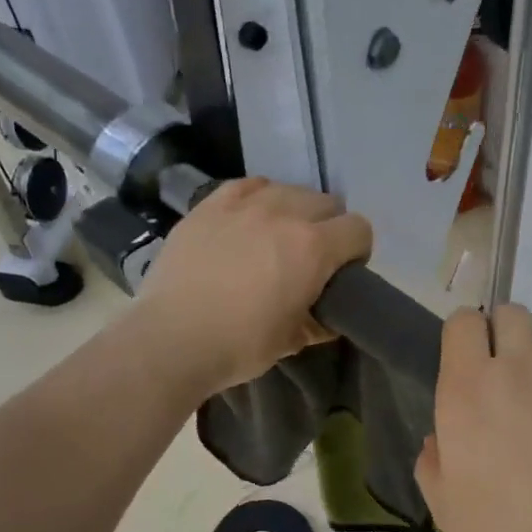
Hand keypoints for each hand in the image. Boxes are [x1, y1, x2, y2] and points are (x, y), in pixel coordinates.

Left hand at [133, 178, 371, 398]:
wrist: (172, 339)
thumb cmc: (240, 345)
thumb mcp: (292, 340)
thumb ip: (319, 321)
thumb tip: (328, 317)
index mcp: (314, 247)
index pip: (359, 229)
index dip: (357, 250)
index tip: (344, 271)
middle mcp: (285, 213)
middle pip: (327, 202)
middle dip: (329, 227)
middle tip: (311, 257)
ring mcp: (244, 204)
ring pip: (288, 190)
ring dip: (294, 210)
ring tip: (277, 236)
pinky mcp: (210, 204)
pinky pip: (248, 186)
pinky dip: (258, 198)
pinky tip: (249, 219)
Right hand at [415, 305, 531, 531]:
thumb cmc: (508, 527)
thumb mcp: (446, 507)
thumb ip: (433, 463)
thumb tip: (438, 440)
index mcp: (469, 386)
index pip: (463, 321)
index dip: (466, 334)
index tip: (469, 359)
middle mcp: (520, 365)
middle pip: (512, 314)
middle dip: (507, 333)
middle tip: (509, 375)